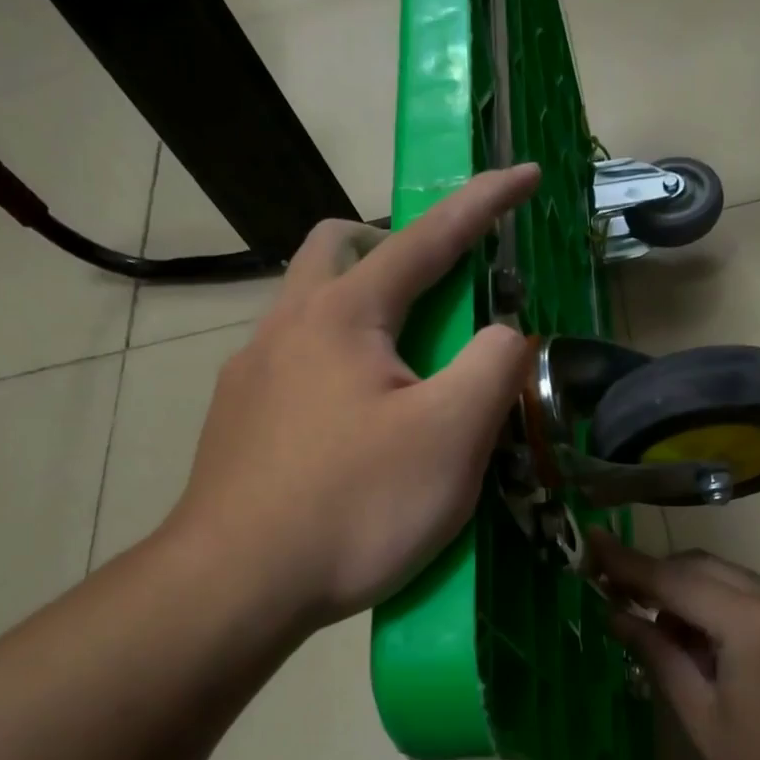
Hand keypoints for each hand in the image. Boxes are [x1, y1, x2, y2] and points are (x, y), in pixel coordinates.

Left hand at [163, 167, 539, 629]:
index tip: (523, 174)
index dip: (484, 203)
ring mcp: (250, 374)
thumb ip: (495, 366)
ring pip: (307, 308)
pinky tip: (349, 425)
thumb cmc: (355, 506)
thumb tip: (507, 333)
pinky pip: (291, 364)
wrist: (236, 585)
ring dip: (359, 310)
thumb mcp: (452, 436)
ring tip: (400, 371)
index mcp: (344, 315)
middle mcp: (286, 326)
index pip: (428, 237)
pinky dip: (333, 365)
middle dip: (393, 248)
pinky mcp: (235, 421)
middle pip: (336, 248)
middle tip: (435, 295)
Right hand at [594, 532, 759, 759]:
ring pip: (723, 577)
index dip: (627, 562)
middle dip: (652, 574)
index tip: (590, 542)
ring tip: (647, 625)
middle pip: (700, 567)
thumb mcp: (703, 717)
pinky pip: (745, 595)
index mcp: (751, 623)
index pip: (675, 580)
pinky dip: (710, 604)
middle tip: (607, 588)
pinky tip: (692, 639)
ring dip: (682, 590)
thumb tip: (617, 617)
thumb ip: (659, 655)